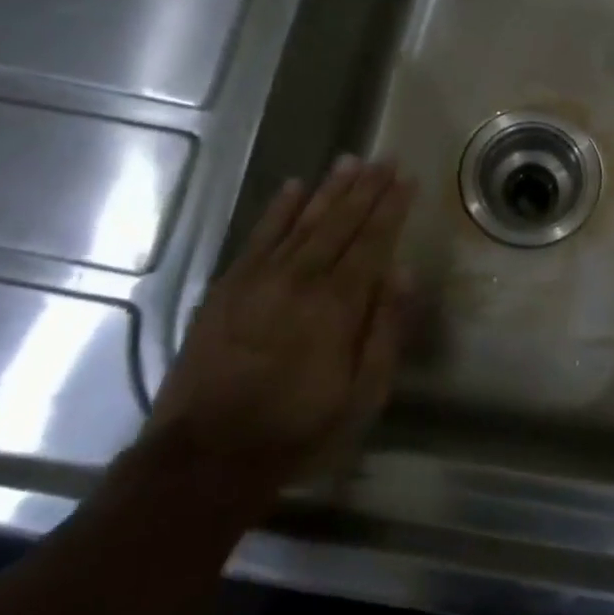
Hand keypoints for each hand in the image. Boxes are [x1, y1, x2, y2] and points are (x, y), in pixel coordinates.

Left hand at [144, 158, 415, 505]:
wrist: (205, 457)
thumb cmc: (298, 431)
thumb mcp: (362, 395)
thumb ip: (385, 330)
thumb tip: (402, 272)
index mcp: (338, 304)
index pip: (373, 241)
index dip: (392, 207)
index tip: (408, 178)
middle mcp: (301, 279)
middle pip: (340, 221)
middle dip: (367, 187)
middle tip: (386, 157)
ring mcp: (260, 279)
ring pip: (303, 220)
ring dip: (330, 188)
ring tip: (351, 160)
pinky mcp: (228, 287)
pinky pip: (259, 236)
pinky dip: (278, 209)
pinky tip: (294, 186)